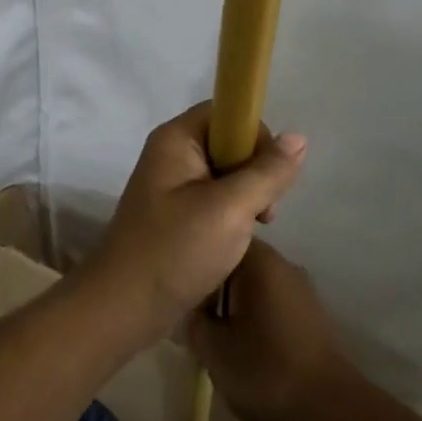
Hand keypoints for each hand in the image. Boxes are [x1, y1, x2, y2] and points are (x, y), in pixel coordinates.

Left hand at [81, 103, 305, 340]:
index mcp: (176, 139)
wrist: (123, 308)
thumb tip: (298, 138)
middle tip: (263, 212)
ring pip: (225, 174)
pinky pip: (213, 199)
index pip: (226, 112)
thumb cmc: (175, 250)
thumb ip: (267, 173)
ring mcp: (171, 185)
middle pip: (228, 142)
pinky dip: (231, 216)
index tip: (269, 174)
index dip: (254, 135)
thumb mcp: (230, 209)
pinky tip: (236, 242)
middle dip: (255, 173)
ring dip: (246, 198)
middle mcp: (171, 154)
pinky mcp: (174, 214)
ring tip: (250, 231)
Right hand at [188, 241, 356, 420]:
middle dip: (214, 289)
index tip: (183, 295)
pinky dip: (256, 317)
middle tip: (197, 320)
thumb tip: (187, 311)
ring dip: (234, 305)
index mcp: (259, 260)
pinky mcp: (310, 313)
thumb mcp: (214, 350)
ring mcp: (300, 287)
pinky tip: (248, 346)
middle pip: (235, 263)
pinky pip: (272, 302)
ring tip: (219, 337)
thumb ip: (193, 323)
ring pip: (254, 285)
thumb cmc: (266, 370)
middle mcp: (281, 263)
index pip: (217, 243)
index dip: (196, 267)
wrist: (330, 407)